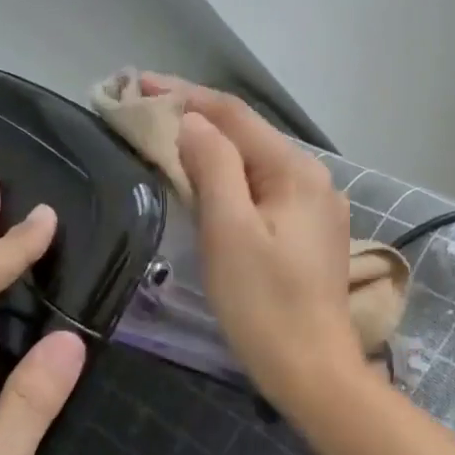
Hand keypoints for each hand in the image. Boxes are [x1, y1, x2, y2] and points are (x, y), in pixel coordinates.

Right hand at [166, 76, 363, 410]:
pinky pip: (265, 194)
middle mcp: (315, 180)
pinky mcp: (311, 237)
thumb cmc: (264, 305)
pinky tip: (209, 185)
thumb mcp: (229, 232)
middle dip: (197, 120)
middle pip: (249, 137)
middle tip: (145, 112)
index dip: (184, 95)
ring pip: (256, 166)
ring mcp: (317, 210)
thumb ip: (213, 167)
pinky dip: (232, 182)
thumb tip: (191, 122)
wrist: (313, 371)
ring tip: (169, 142)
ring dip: (213, 150)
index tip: (137, 83)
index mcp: (296, 172)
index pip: (234, 116)